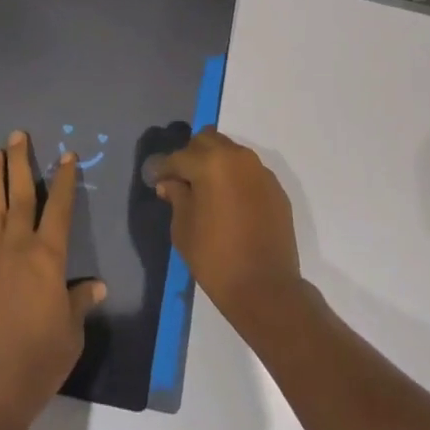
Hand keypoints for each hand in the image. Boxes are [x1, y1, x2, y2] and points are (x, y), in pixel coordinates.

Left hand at [0, 131, 105, 429]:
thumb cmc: (40, 359)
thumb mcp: (71, 332)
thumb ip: (80, 303)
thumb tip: (95, 286)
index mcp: (49, 257)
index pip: (59, 208)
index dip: (64, 180)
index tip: (66, 155)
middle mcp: (19, 247)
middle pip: (21, 196)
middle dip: (21, 163)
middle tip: (17, 135)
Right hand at [151, 131, 301, 331]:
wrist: (266, 288)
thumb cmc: (215, 259)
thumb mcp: (183, 228)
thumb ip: (176, 196)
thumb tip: (170, 182)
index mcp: (211, 163)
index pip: (178, 157)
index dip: (162, 168)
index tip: (154, 178)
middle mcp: (237, 157)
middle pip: (207, 141)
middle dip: (191, 155)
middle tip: (182, 180)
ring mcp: (260, 171)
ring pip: (231, 152)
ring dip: (215, 163)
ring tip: (206, 190)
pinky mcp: (275, 188)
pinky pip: (249, 172)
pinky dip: (235, 178)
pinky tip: (230, 202)